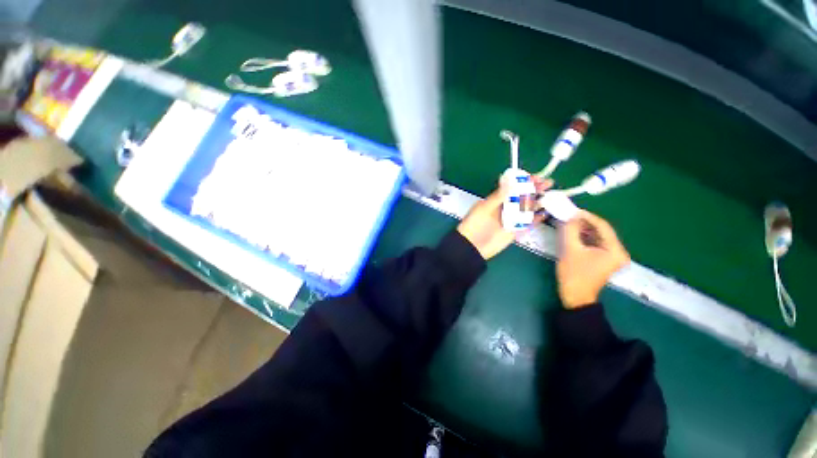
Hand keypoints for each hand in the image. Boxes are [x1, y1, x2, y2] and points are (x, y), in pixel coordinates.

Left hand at [457, 176, 551, 259]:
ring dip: (537, 202)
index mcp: (496, 200)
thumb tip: (509, 181)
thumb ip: (498, 196)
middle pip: (522, 197)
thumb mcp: (484, 208)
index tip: (535, 177)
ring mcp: (511, 219)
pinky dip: (536, 219)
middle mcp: (505, 208)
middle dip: (534, 190)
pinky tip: (544, 214)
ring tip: (548, 197)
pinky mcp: (515, 230)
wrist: (472, 246)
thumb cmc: (474, 224)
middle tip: (547, 183)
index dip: (523, 182)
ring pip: (527, 209)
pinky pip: (528, 223)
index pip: (512, 188)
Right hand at [557, 210, 629, 308]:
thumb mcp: (570, 250)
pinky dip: (585, 238)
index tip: (573, 211)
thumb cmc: (574, 274)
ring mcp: (612, 257)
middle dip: (585, 223)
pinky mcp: (604, 260)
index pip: (603, 227)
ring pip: (598, 237)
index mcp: (615, 250)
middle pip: (602, 231)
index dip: (588, 217)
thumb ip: (571, 230)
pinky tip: (574, 234)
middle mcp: (618, 252)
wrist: (575, 296)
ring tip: (569, 223)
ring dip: (584, 230)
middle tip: (570, 216)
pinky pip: (595, 243)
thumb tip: (571, 217)